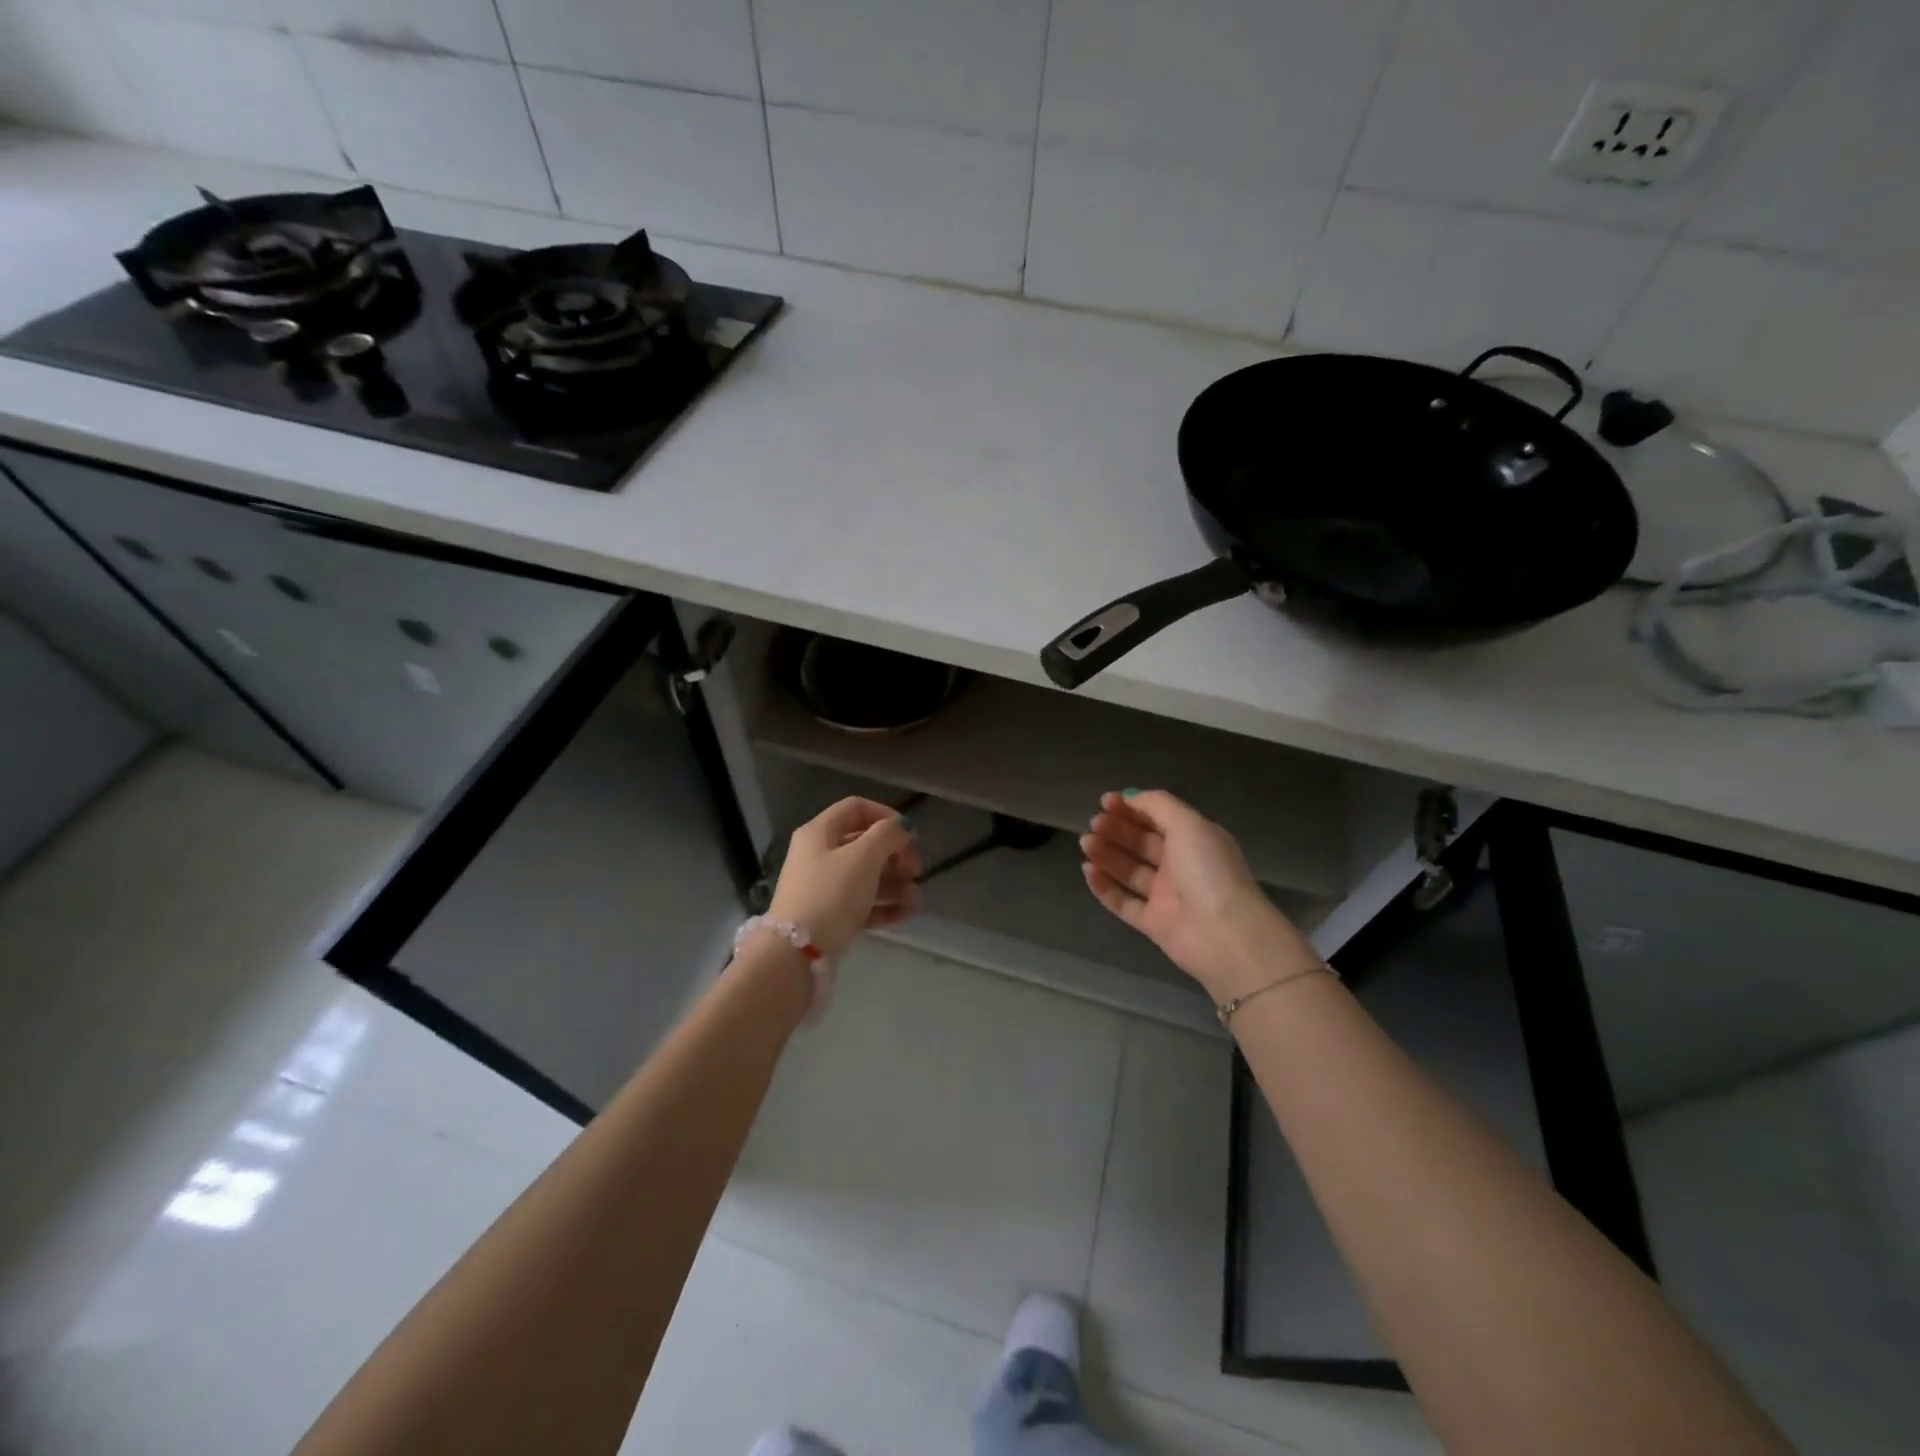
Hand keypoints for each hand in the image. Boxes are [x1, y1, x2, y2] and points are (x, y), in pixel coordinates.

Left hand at [767, 797, 919, 961]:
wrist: (797, 953)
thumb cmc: (832, 894)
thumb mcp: (863, 857)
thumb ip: (887, 835)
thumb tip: (900, 827)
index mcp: (820, 832)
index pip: (856, 808)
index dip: (886, 815)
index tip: (909, 834)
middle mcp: (819, 855)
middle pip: (864, 843)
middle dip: (895, 854)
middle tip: (915, 869)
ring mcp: (824, 887)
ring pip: (866, 875)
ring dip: (895, 882)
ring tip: (915, 898)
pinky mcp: (830, 916)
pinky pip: (862, 903)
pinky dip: (884, 905)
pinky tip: (906, 912)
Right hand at [1080, 789, 1318, 999]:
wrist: (1224, 934)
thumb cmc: (1208, 870)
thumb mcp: (1188, 824)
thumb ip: (1158, 805)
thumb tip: (1130, 796)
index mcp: (1194, 840)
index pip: (1158, 818)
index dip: (1132, 808)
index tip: (1105, 801)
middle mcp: (1180, 866)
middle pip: (1141, 843)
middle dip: (1116, 829)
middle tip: (1094, 823)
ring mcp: (1166, 896)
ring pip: (1129, 871)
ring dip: (1106, 854)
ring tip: (1086, 843)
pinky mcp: (1153, 923)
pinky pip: (1123, 902)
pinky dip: (1104, 887)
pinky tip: (1088, 870)